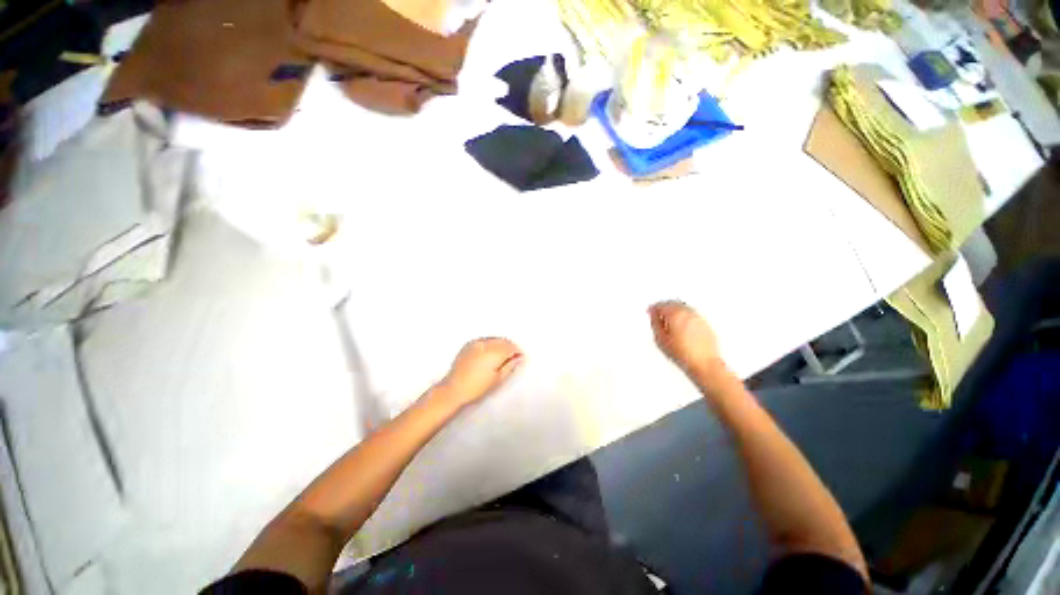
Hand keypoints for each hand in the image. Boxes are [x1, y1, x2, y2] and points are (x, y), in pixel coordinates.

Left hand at [435, 338, 522, 408]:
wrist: (454, 389)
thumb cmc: (477, 388)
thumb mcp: (498, 379)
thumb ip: (510, 366)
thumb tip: (519, 358)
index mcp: (494, 352)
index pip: (511, 347)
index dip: (517, 352)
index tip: (521, 357)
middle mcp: (485, 344)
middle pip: (503, 341)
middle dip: (510, 347)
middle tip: (513, 357)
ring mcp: (476, 343)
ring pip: (494, 339)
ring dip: (500, 344)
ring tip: (502, 355)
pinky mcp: (468, 345)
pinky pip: (484, 340)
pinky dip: (490, 343)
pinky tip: (490, 352)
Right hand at [649, 300, 723, 374]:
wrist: (704, 364)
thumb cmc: (684, 354)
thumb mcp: (660, 339)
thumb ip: (655, 323)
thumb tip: (653, 315)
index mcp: (675, 314)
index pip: (661, 305)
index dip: (653, 308)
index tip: (650, 311)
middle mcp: (688, 313)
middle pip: (673, 303)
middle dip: (664, 307)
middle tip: (657, 313)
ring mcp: (698, 318)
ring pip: (683, 308)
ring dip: (674, 310)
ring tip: (668, 320)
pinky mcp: (705, 324)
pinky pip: (691, 314)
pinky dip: (684, 315)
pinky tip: (680, 324)